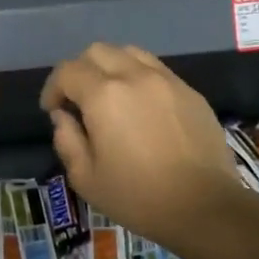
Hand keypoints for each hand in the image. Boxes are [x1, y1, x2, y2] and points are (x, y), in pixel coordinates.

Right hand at [40, 43, 243, 250]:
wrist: (205, 207)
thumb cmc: (138, 197)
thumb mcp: (86, 178)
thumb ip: (67, 140)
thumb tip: (63, 116)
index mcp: (104, 95)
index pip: (67, 71)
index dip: (53, 88)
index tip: (52, 110)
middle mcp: (134, 76)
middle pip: (97, 51)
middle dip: (80, 71)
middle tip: (78, 100)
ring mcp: (167, 80)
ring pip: (129, 53)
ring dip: (111, 67)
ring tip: (111, 96)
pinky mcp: (190, 92)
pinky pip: (156, 69)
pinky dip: (139, 77)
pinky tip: (142, 106)